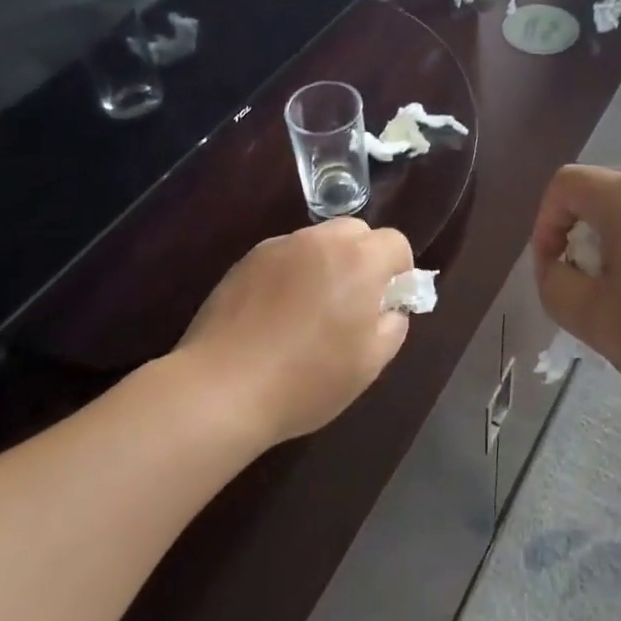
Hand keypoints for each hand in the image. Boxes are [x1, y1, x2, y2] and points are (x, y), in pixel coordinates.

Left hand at [177, 218, 412, 445]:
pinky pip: (285, 255)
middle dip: (363, 258)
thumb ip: (393, 325)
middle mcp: (321, 240)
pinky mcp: (248, 259)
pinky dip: (291, 273)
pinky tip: (275, 314)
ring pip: (318, 241)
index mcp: (359, 260)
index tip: (385, 304)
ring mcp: (280, 246)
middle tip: (351, 303)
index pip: (395, 243)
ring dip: (326, 264)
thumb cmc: (307, 380)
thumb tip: (390, 307)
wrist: (222, 388)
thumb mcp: (369, 364)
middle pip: (356, 232)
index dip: (399, 271)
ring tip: (309, 311)